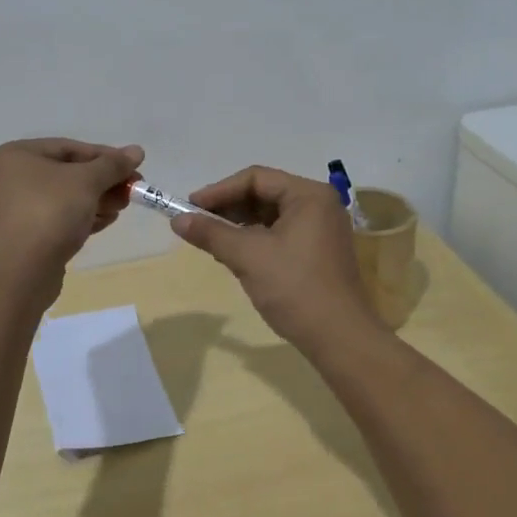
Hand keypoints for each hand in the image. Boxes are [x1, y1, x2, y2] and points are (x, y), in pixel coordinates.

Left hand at [0, 138, 143, 273]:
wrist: (19, 273)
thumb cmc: (49, 212)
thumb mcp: (86, 182)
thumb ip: (112, 165)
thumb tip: (137, 151)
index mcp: (13, 156)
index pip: (68, 148)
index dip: (105, 156)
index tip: (133, 166)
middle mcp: (5, 179)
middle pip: (65, 173)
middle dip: (101, 181)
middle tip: (131, 190)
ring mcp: (9, 211)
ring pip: (61, 198)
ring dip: (95, 200)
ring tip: (121, 207)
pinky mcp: (18, 239)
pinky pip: (54, 220)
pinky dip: (79, 218)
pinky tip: (105, 222)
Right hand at [171, 165, 378, 350]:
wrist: (339, 338)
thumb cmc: (294, 288)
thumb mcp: (247, 256)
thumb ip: (211, 233)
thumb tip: (177, 220)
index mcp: (309, 195)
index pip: (256, 178)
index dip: (219, 190)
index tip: (190, 206)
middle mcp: (319, 205)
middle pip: (265, 194)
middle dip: (229, 207)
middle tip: (197, 222)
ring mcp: (322, 229)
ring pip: (271, 216)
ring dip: (240, 224)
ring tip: (211, 239)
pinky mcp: (319, 252)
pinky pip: (281, 234)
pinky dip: (256, 240)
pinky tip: (234, 254)